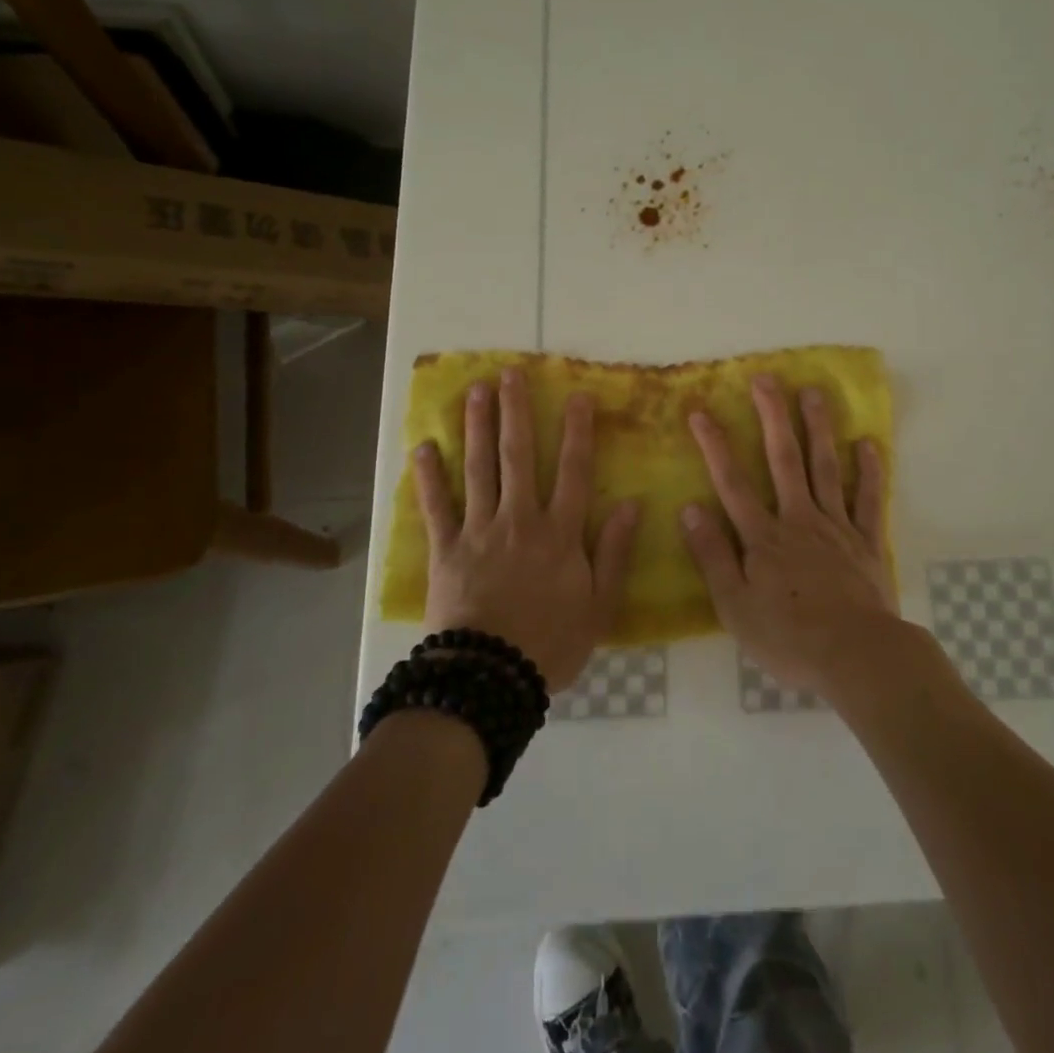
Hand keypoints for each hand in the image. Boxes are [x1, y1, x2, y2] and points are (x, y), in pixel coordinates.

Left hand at [413, 367, 640, 691]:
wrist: (490, 678)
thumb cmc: (551, 643)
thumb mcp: (600, 606)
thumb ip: (615, 553)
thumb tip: (631, 504)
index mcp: (559, 533)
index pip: (573, 471)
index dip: (576, 431)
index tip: (577, 395)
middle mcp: (519, 520)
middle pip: (518, 456)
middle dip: (516, 412)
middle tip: (510, 374)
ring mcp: (479, 531)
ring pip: (478, 469)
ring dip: (477, 427)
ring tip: (475, 391)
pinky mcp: (445, 549)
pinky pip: (435, 507)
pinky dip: (428, 477)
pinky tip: (422, 447)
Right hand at [681, 373, 894, 692]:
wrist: (856, 657)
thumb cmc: (789, 637)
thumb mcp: (734, 606)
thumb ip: (713, 556)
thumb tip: (690, 508)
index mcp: (763, 537)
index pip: (732, 483)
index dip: (714, 446)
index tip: (700, 411)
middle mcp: (799, 520)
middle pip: (784, 460)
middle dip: (772, 417)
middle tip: (766, 379)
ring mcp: (837, 527)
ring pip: (826, 468)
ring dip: (819, 428)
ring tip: (814, 392)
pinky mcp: (868, 542)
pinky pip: (869, 501)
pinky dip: (869, 472)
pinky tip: (868, 444)